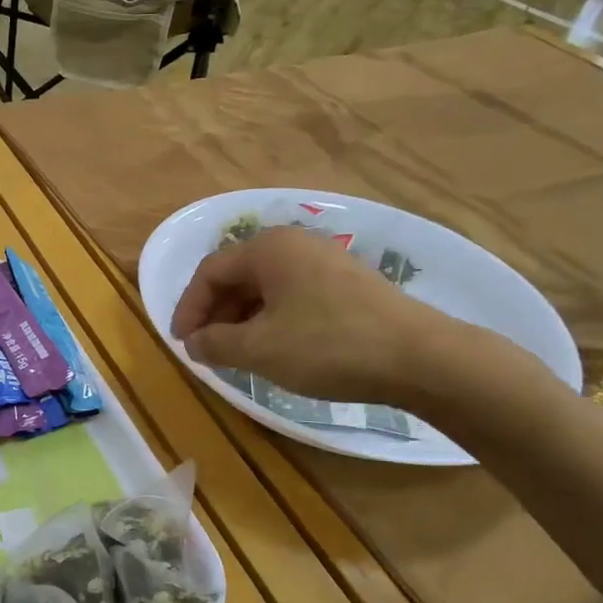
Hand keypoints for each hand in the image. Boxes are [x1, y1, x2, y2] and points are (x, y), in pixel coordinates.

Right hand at [169, 225, 470, 406]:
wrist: (421, 358)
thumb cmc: (328, 346)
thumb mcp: (259, 349)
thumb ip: (215, 343)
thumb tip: (194, 343)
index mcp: (268, 248)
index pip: (210, 271)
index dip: (188, 308)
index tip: (181, 343)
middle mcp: (295, 245)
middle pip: (238, 276)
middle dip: (215, 314)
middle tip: (207, 351)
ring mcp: (325, 261)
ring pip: (266, 288)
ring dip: (242, 320)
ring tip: (237, 355)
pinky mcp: (348, 284)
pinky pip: (293, 296)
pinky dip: (272, 321)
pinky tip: (275, 349)